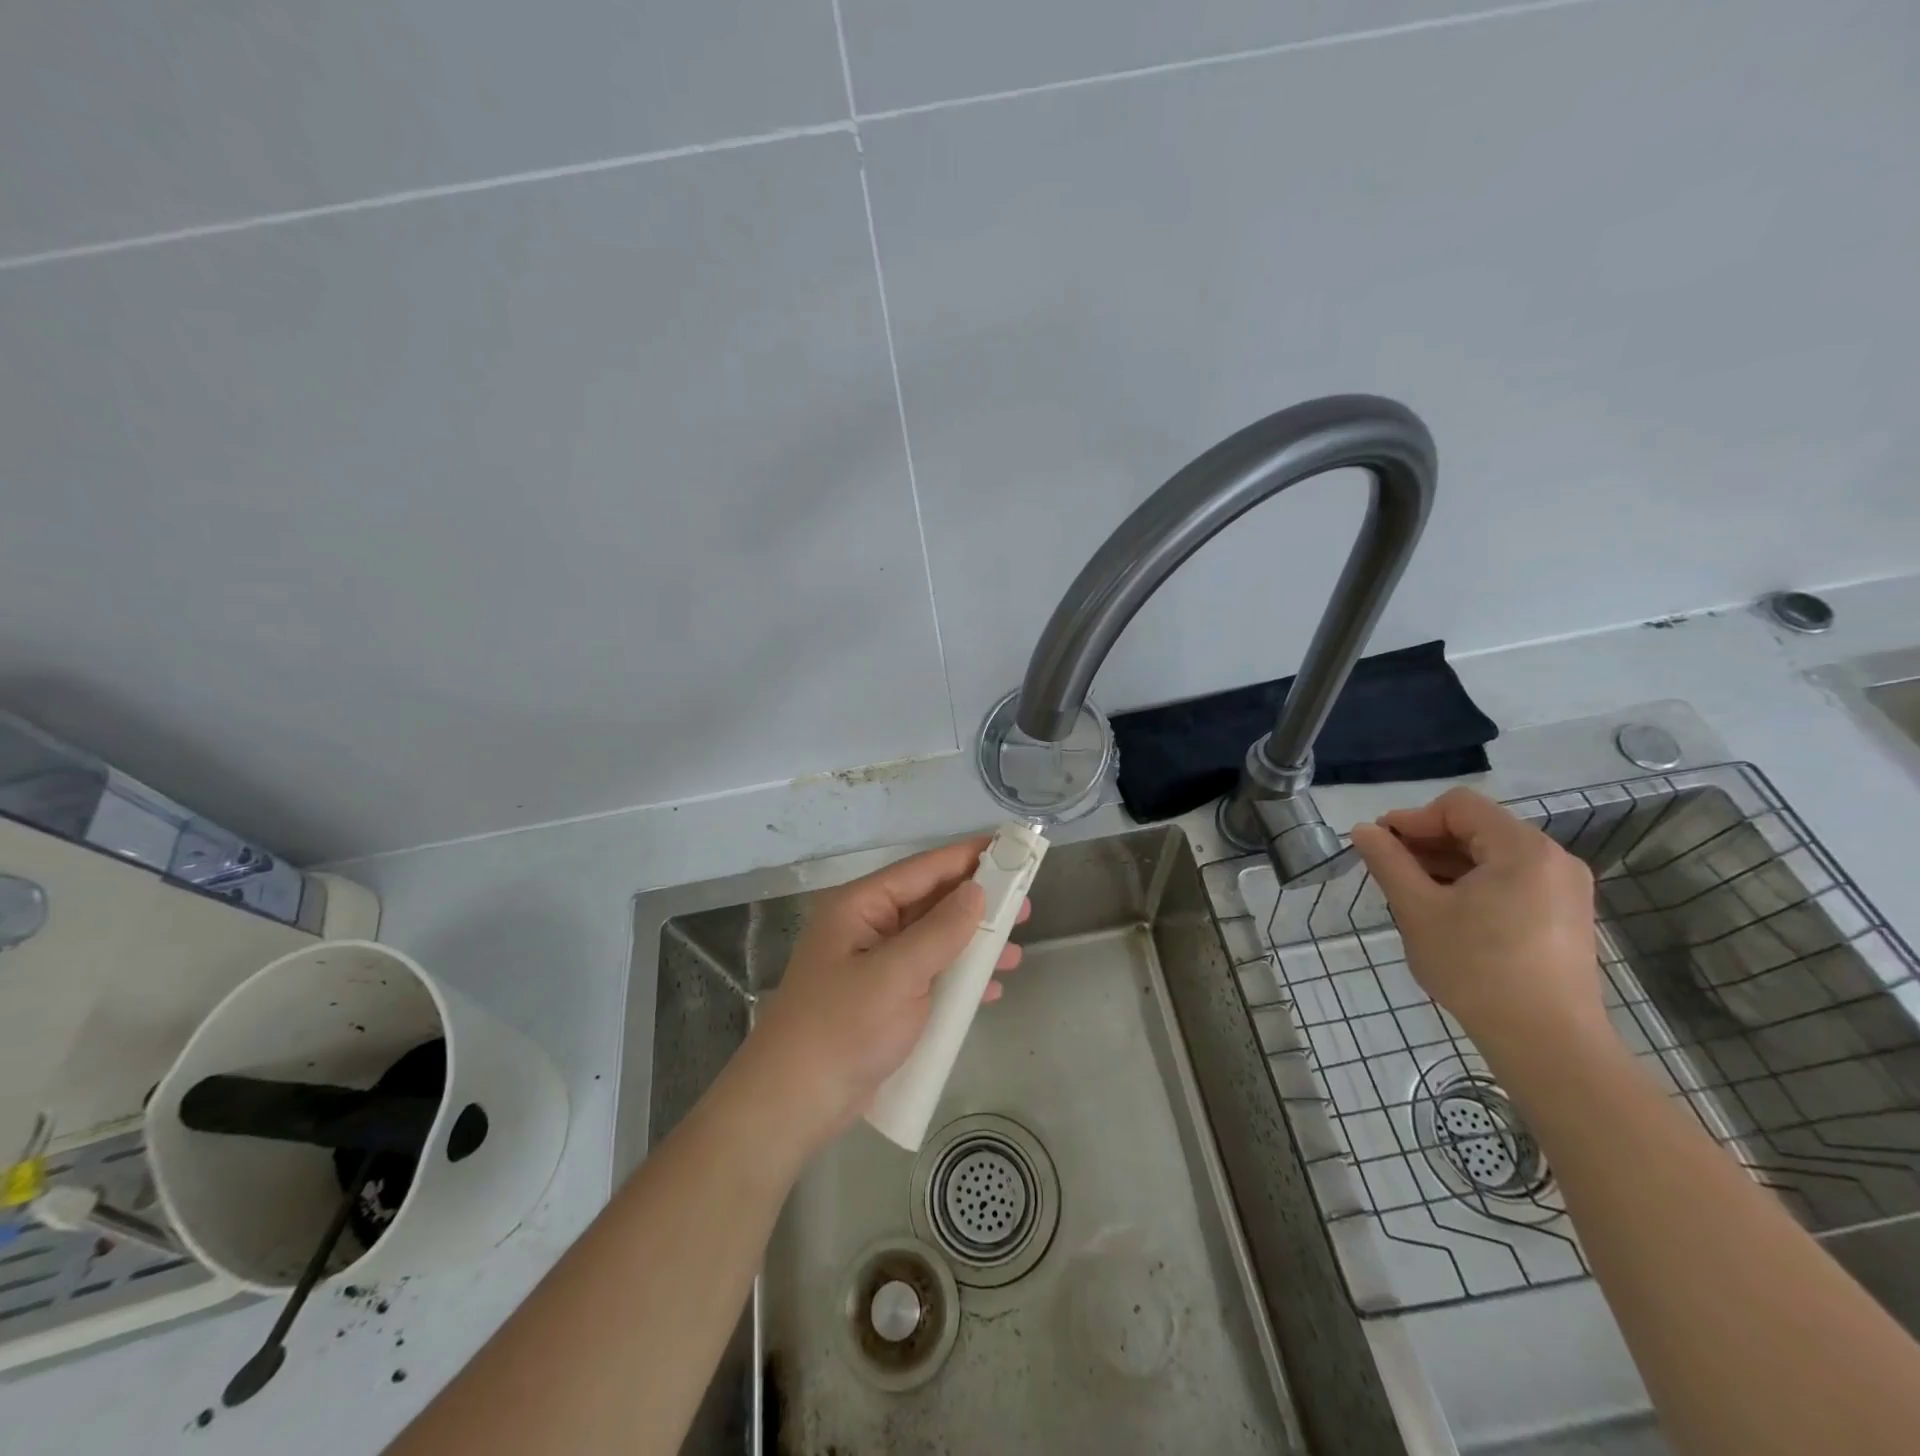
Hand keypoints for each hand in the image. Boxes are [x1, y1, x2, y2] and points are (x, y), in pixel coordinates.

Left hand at [734, 838, 1027, 1151]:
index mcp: (859, 907)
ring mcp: (873, 966)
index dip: (967, 857)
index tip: (1010, 848)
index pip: (922, 870)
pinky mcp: (881, 1000)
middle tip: (1023, 906)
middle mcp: (866, 928)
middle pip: (930, 904)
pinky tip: (989, 990)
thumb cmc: (841, 1029)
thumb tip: (977, 891)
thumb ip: (940, 931)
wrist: (792, 1105)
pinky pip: (928, 976)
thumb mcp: (896, 975)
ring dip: (972, 946)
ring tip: (1013, 951)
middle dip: (976, 906)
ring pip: (933, 942)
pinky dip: (958, 980)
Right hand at [1348, 787, 1602, 1052]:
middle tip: (1390, 870)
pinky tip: (1449, 913)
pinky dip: (1475, 885)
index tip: (1381, 845)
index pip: (1458, 806)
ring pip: (1493, 856)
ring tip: (1413, 894)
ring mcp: (1565, 889)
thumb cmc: (1477, 968)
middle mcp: (1553, 859)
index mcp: (1522, 848)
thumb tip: (1363, 830)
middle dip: (1428, 843)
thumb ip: (1388, 862)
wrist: (1548, 1043)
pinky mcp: (1566, 916)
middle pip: (1478, 828)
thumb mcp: (1418, 910)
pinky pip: (1512, 881)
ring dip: (1448, 864)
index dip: (1413, 818)